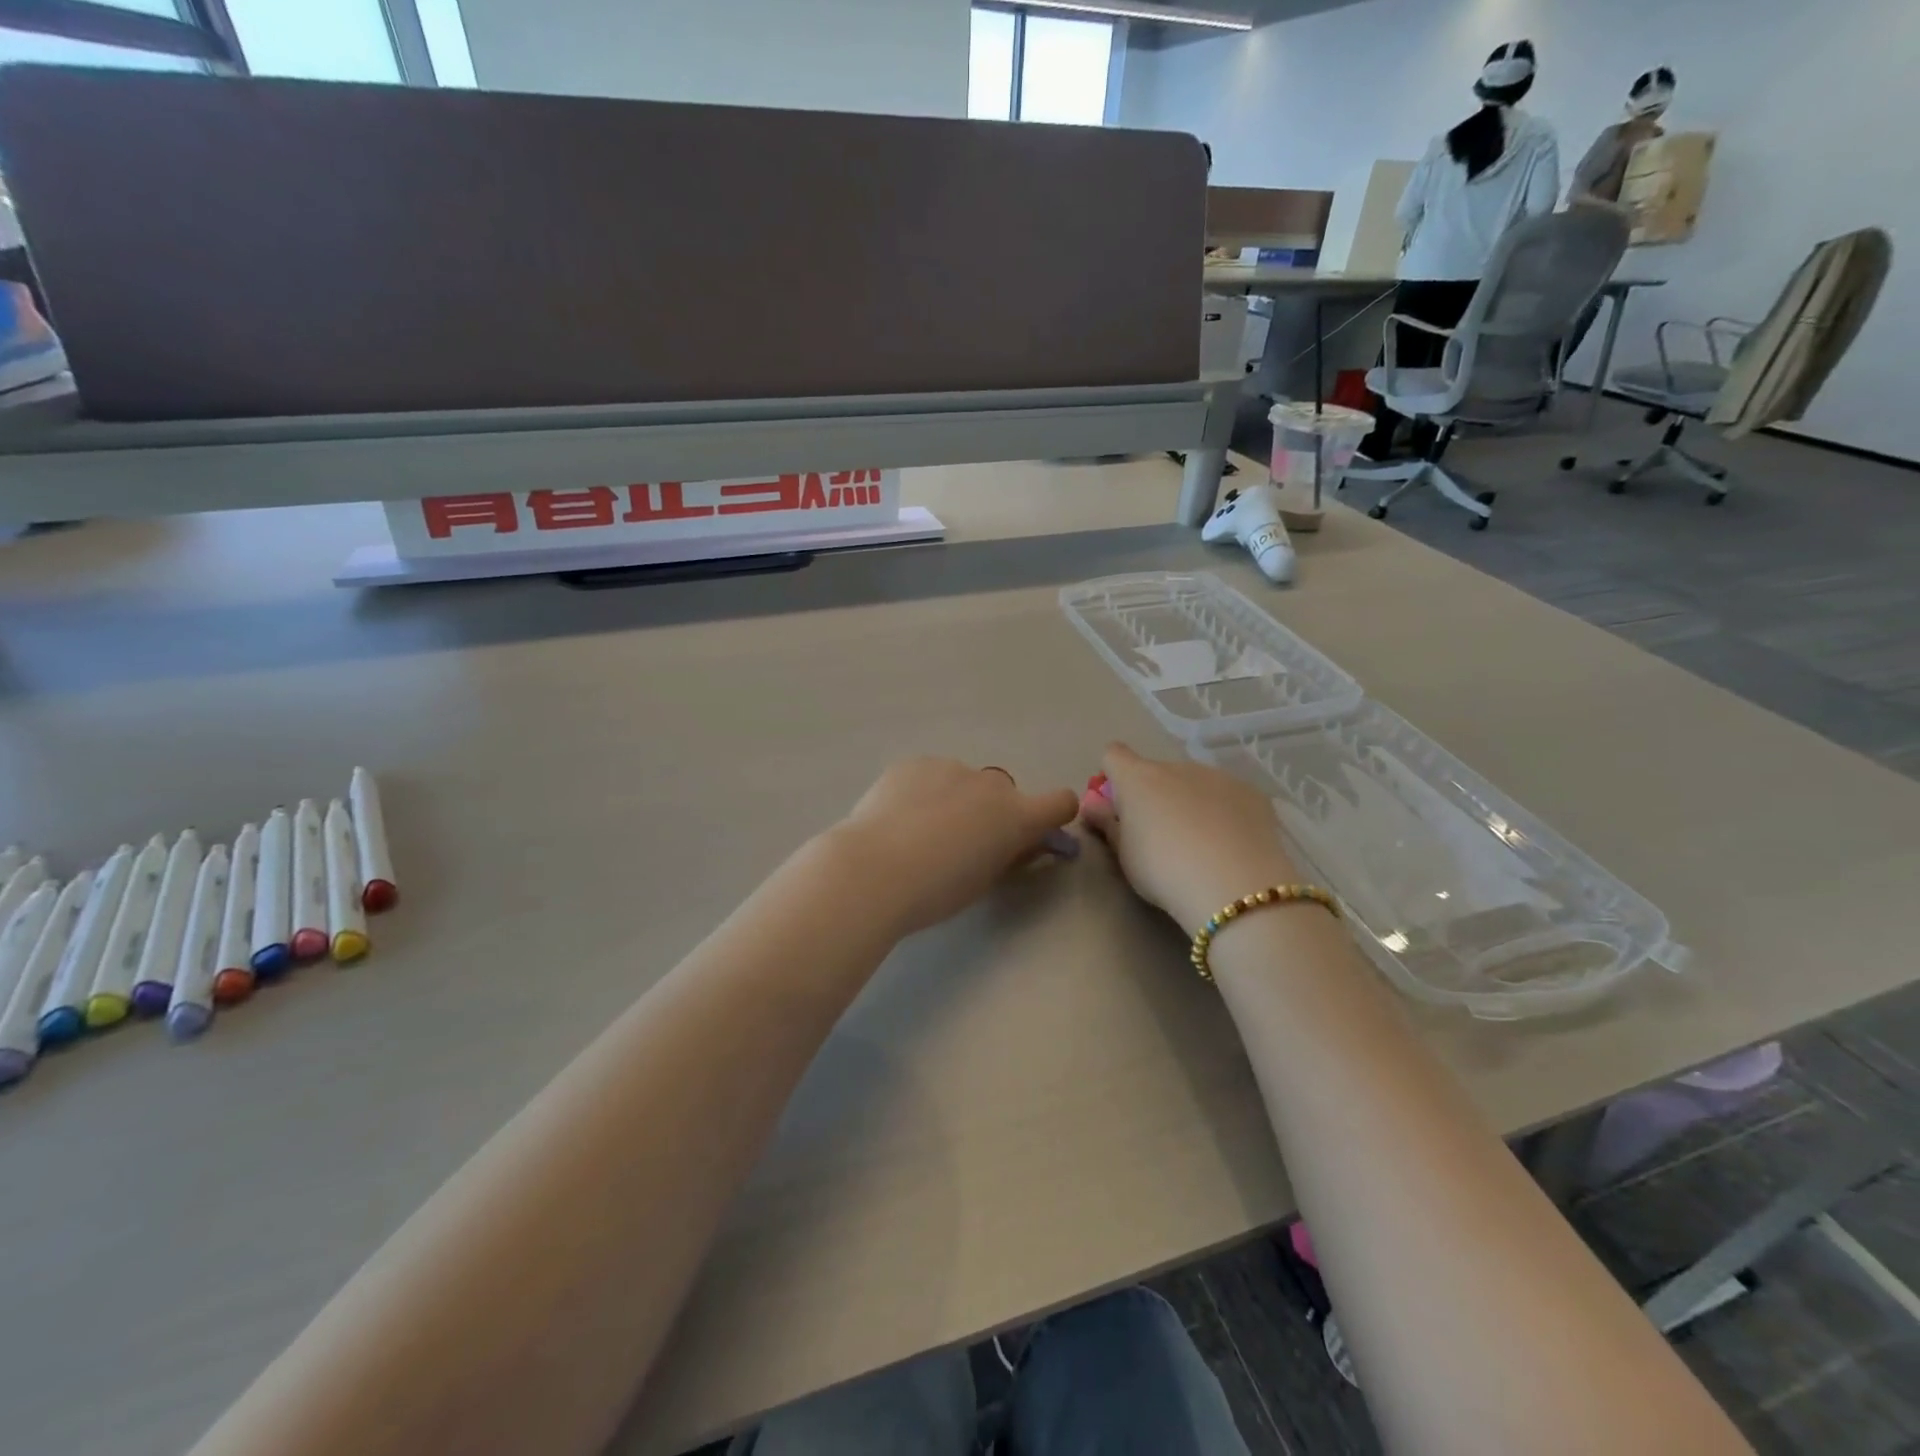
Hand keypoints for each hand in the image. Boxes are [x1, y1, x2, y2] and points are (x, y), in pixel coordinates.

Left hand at [827, 758, 1078, 937]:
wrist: (873, 871)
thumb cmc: (935, 891)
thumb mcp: (984, 881)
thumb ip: (1010, 854)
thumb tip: (1024, 842)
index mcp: (1016, 816)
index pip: (1061, 802)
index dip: (1053, 816)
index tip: (1034, 834)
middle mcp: (990, 784)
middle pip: (1004, 792)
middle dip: (992, 811)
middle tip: (960, 842)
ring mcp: (950, 767)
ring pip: (963, 782)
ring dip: (955, 799)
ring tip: (918, 831)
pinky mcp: (914, 763)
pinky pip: (929, 775)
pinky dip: (922, 791)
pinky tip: (896, 818)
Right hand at [1080, 743, 1298, 934]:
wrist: (1234, 886)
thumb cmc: (1163, 870)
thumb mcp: (1124, 854)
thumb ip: (1107, 824)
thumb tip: (1093, 804)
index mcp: (1138, 778)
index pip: (1113, 755)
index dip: (1113, 776)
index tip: (1118, 806)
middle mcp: (1176, 767)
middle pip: (1156, 773)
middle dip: (1155, 795)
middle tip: (1162, 837)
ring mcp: (1217, 776)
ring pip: (1194, 783)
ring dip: (1191, 802)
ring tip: (1202, 845)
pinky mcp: (1252, 793)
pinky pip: (1227, 796)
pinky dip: (1225, 812)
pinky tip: (1232, 846)